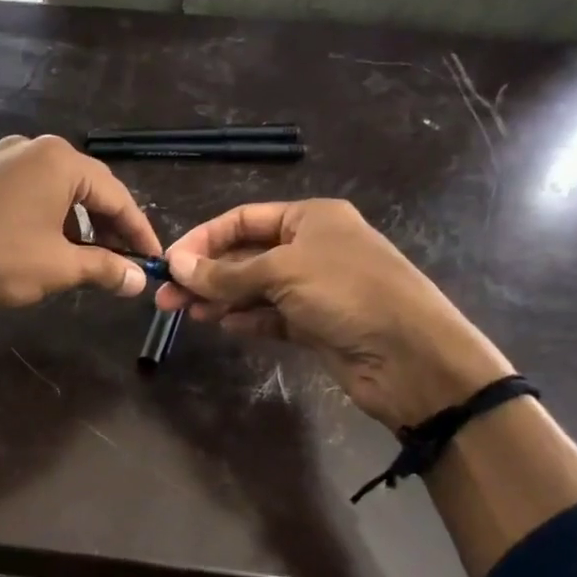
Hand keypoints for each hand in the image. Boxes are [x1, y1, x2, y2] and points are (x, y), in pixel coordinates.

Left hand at [0, 134, 162, 325]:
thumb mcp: (59, 268)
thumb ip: (104, 268)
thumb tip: (137, 280)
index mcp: (57, 160)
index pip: (115, 194)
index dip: (138, 230)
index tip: (152, 259)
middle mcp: (26, 149)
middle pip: (82, 186)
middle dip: (105, 225)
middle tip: (121, 260)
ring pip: (48, 190)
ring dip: (71, 223)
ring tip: (80, 258)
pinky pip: (18, 194)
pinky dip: (38, 217)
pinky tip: (35, 245)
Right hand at [156, 200, 512, 429]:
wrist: (411, 357)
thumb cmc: (348, 294)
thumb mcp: (282, 273)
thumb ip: (226, 273)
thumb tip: (176, 266)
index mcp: (310, 218)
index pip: (242, 220)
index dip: (203, 239)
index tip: (170, 262)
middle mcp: (311, 247)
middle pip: (244, 255)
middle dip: (205, 274)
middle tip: (165, 298)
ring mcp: (314, 287)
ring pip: (254, 288)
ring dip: (220, 298)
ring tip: (186, 313)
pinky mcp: (316, 323)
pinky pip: (270, 316)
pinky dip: (246, 319)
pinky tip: (223, 325)